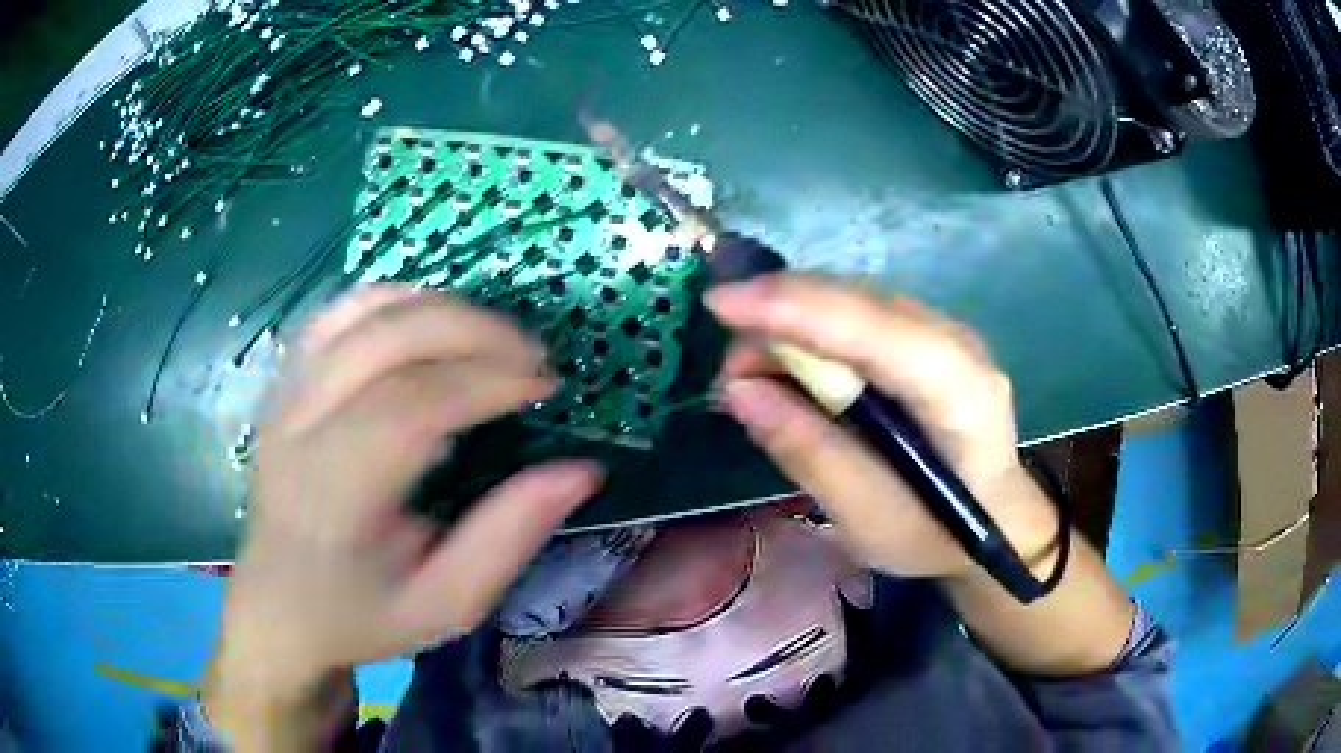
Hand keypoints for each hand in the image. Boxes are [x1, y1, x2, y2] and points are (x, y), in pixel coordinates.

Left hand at [207, 286, 602, 727]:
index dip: (487, 380)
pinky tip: (433, 320)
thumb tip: (581, 469)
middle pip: (386, 340)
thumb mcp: (448, 604)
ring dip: (440, 307)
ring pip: (363, 311)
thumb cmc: (363, 615)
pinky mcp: (285, 381)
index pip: (410, 405)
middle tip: (533, 356)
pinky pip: (339, 312)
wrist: (280, 607)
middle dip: (474, 331)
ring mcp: (284, 394)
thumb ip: (510, 538)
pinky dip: (396, 300)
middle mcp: (298, 429)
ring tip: (493, 337)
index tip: (546, 386)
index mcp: (333, 496)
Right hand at [708, 273, 1056, 578]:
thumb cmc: (935, 534)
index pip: (875, 330)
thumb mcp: (866, 517)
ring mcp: (944, 331)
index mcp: (959, 391)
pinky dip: (811, 330)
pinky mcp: (926, 335)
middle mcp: (956, 342)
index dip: (795, 310)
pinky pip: (857, 314)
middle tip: (730, 372)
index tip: (719, 306)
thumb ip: (808, 451)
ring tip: (752, 375)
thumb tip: (740, 390)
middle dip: (779, 317)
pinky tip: (788, 366)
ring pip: (852, 298)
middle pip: (858, 302)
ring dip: (790, 322)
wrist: (995, 519)